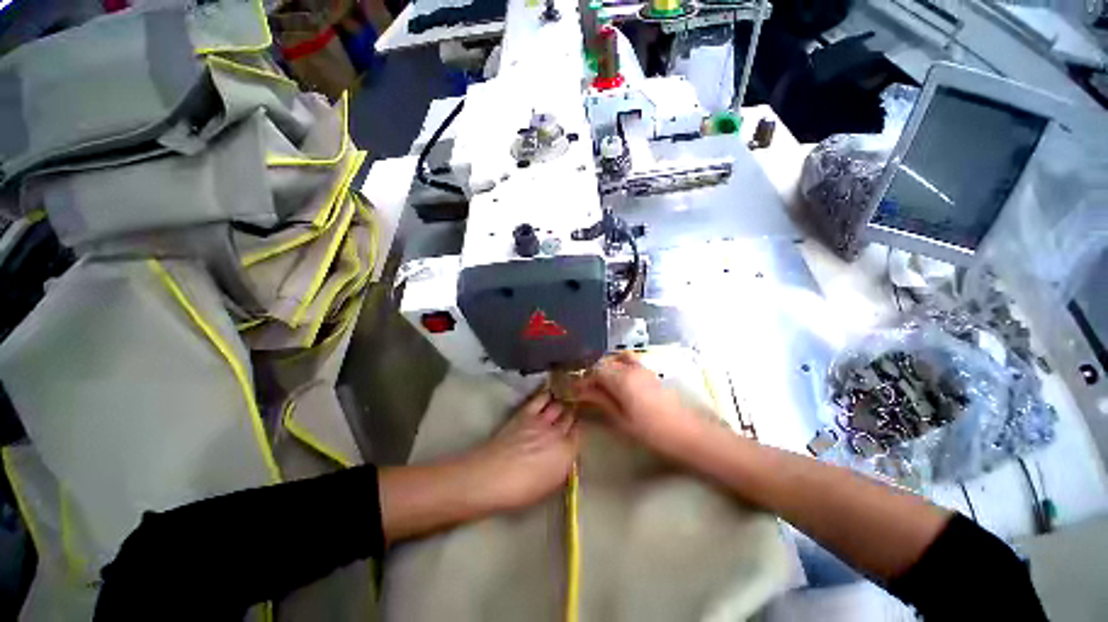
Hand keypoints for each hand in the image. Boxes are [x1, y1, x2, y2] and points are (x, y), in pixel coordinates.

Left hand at [466, 391, 579, 511]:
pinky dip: (547, 395)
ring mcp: (542, 420)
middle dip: (571, 415)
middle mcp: (558, 432)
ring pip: (559, 405)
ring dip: (561, 404)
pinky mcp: (526, 412)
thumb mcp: (550, 485)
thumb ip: (562, 466)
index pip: (580, 433)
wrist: (493, 476)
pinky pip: (541, 398)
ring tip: (562, 402)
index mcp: (566, 452)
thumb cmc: (521, 490)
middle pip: (570, 417)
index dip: (578, 430)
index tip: (576, 431)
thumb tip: (567, 456)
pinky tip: (549, 394)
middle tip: (570, 416)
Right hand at [575, 353, 703, 457]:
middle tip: (587, 391)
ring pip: (617, 360)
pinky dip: (619, 368)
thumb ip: (601, 400)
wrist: (688, 433)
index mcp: (621, 378)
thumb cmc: (652, 431)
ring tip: (602, 386)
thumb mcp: (621, 419)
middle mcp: (630, 368)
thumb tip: (582, 391)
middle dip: (593, 375)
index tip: (576, 391)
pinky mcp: (651, 373)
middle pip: (605, 363)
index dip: (584, 380)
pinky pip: (630, 363)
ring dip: (607, 370)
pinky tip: (619, 384)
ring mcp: (643, 368)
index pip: (595, 371)